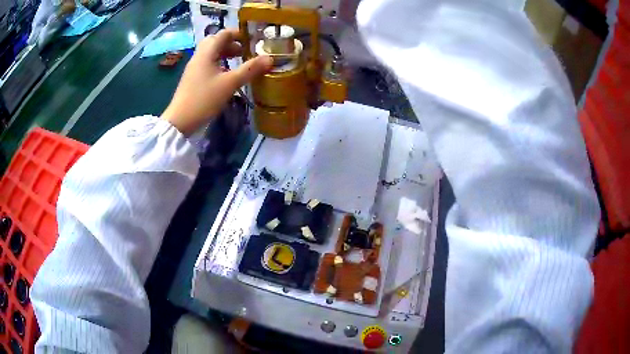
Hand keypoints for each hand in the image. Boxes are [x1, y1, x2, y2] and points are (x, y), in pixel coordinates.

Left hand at [161, 29, 271, 135]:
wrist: (180, 121)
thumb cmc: (204, 99)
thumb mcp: (230, 83)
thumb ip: (250, 69)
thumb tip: (270, 58)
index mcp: (206, 52)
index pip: (223, 34)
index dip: (238, 34)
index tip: (252, 40)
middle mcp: (199, 56)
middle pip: (216, 42)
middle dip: (231, 43)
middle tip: (244, 51)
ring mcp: (194, 68)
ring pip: (211, 53)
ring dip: (225, 54)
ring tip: (238, 62)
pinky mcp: (192, 79)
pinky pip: (207, 64)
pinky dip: (219, 63)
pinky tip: (226, 75)